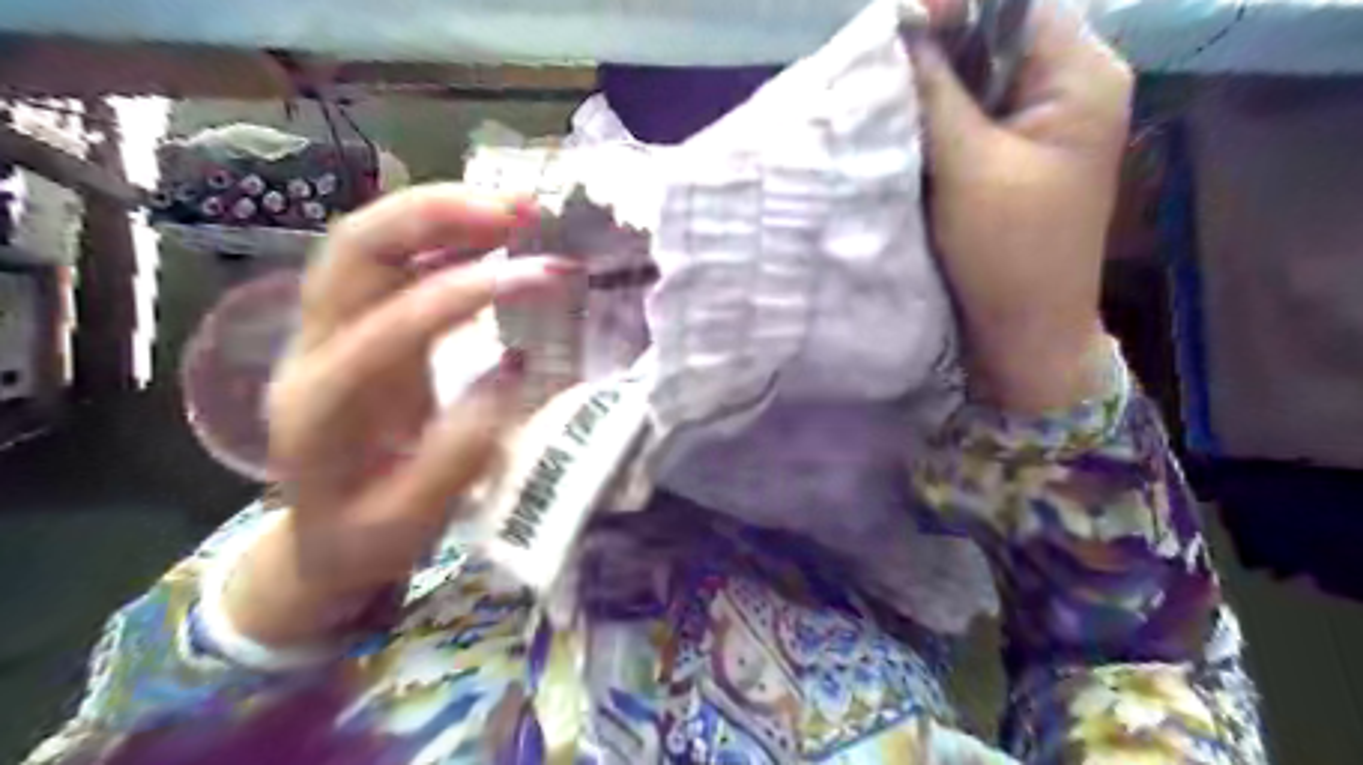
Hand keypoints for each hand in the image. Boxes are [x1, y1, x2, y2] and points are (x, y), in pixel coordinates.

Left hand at [221, 185, 571, 646]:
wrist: (322, 538)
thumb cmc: (366, 538)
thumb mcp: (413, 522)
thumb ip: (457, 453)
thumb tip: (511, 372)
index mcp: (321, 407)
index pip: (388, 326)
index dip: (463, 293)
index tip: (539, 276)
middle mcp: (311, 350)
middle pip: (356, 250)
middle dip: (438, 216)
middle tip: (520, 210)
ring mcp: (326, 330)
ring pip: (367, 241)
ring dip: (440, 211)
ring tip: (516, 207)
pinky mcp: (353, 326)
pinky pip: (389, 261)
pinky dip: (441, 236)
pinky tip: (491, 233)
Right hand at [907, 0, 1135, 416]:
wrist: (1023, 338)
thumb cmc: (1007, 254)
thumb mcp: (968, 167)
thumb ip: (934, 92)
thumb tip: (898, 20)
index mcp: (1080, 76)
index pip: (1013, 4)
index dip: (952, 8)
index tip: (891, 30)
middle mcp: (1064, 89)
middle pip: (991, 39)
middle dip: (933, 51)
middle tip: (876, 74)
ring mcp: (1036, 128)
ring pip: (973, 81)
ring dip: (928, 91)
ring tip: (882, 104)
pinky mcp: (1008, 161)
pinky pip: (967, 121)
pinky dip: (932, 124)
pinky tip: (901, 136)